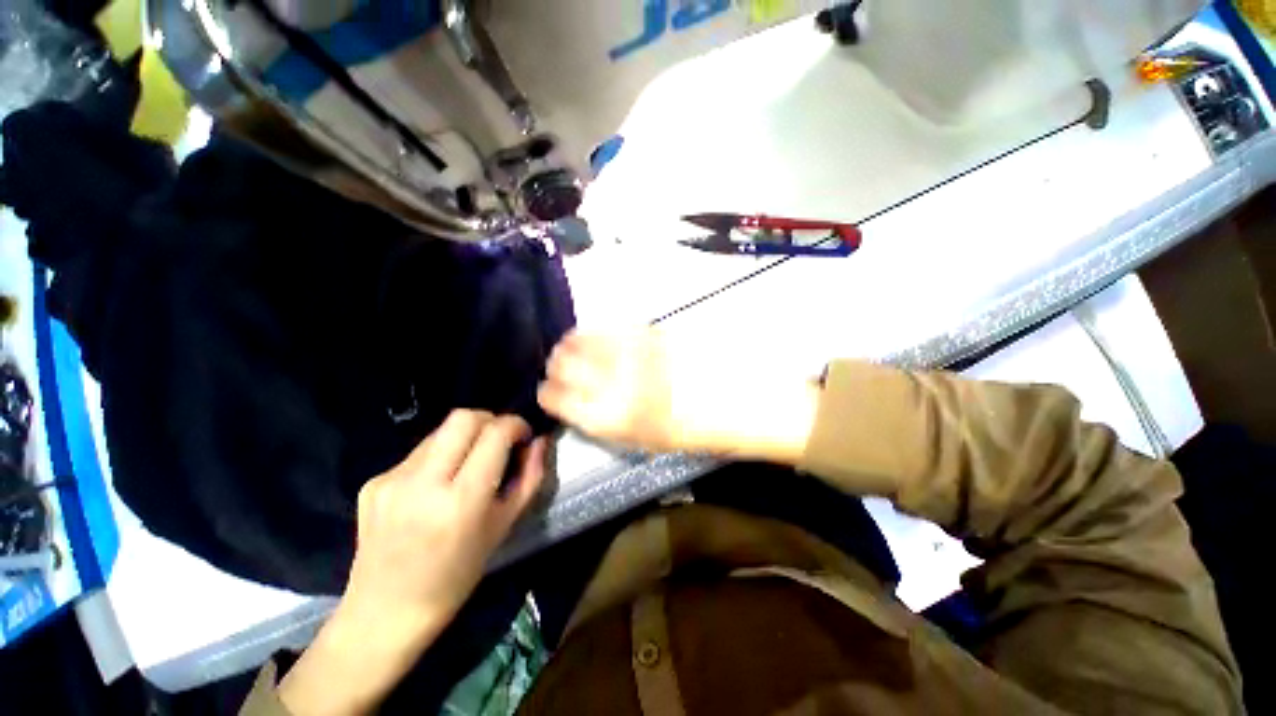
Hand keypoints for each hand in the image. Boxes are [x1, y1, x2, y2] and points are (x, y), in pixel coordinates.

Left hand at [279, 411, 546, 715]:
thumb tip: (540, 440)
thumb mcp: (503, 527)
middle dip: (490, 420)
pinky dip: (439, 456)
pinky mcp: (374, 481)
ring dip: (464, 437)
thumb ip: (529, 478)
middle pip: (464, 417)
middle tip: (499, 440)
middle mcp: (423, 483)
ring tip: (468, 465)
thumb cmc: (457, 576)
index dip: (516, 425)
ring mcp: (392, 480)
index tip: (523, 435)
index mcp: (461, 501)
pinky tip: (437, 484)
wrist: (384, 612)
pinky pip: (419, 452)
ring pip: (441, 431)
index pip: (495, 434)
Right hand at [538, 328, 818, 463]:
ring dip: (570, 344)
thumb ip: (607, 419)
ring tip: (569, 347)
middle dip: (556, 366)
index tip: (547, 391)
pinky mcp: (650, 330)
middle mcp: (614, 381)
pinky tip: (593, 334)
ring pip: (581, 339)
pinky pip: (610, 326)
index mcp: (612, 418)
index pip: (557, 398)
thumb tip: (580, 401)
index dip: (547, 394)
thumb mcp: (646, 441)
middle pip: (563, 364)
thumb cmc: (697, 432)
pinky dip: (595, 330)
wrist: (744, 401)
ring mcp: (631, 351)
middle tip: (558, 367)